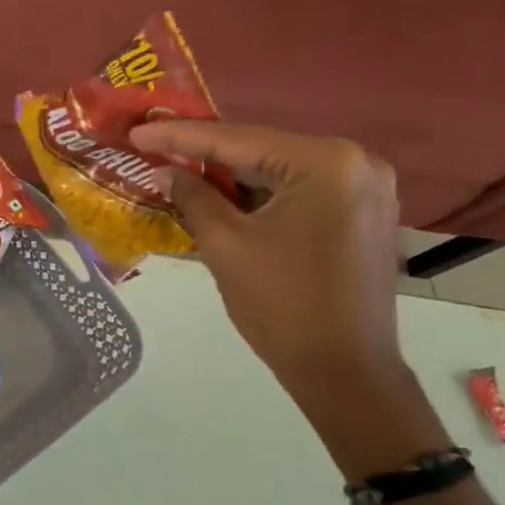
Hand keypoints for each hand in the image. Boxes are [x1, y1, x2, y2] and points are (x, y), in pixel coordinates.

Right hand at [129, 122, 448, 477]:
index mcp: (325, 163)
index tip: (137, 131)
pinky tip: (224, 197)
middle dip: (206, 153)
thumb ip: (194, 198)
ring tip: (180, 169)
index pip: (237, 140)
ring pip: (280, 172)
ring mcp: (367, 188)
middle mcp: (357, 162)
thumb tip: (168, 172)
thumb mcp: (226, 246)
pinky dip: (261, 195)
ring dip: (232, 176)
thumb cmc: (282, 306)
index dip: (179, 136)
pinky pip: (300, 192)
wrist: (345, 372)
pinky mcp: (364, 213)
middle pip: (263, 150)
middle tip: (154, 147)